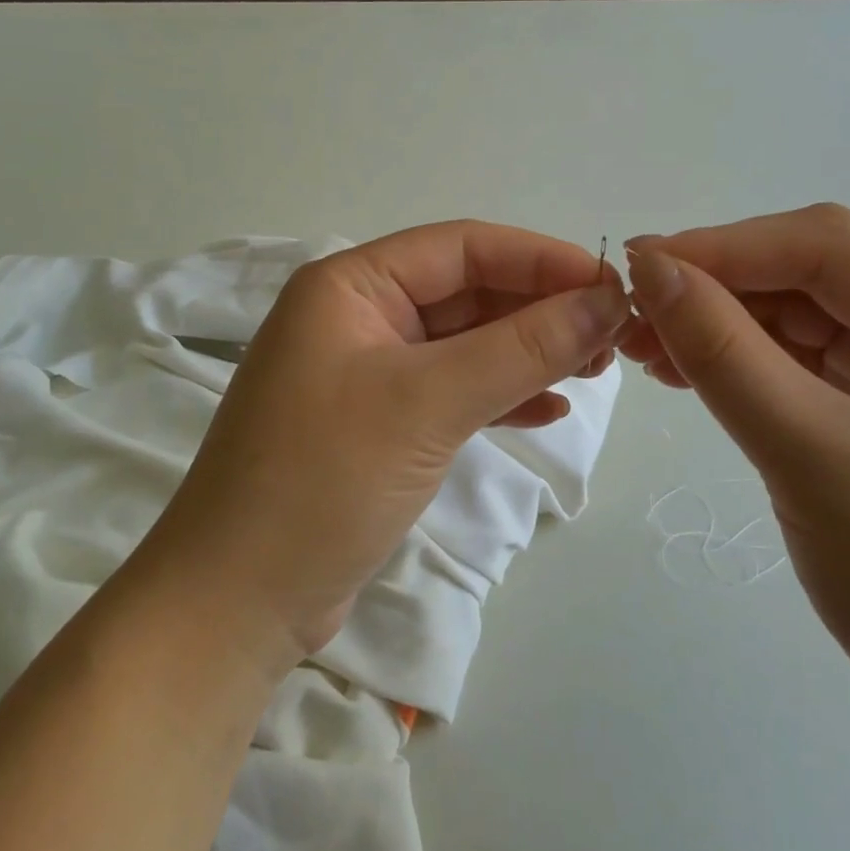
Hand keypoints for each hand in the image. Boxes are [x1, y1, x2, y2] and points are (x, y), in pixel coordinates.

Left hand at [139, 221, 631, 668]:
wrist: (238, 602)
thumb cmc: (323, 479)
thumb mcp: (428, 402)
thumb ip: (521, 348)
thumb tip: (605, 301)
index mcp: (351, 285)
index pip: (461, 248)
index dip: (540, 259)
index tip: (611, 285)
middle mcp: (357, 316)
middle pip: (465, 292)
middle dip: (538, 310)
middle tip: (612, 336)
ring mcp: (366, 371)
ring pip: (463, 343)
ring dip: (526, 352)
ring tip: (593, 370)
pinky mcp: (378, 423)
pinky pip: (451, 389)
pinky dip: (499, 395)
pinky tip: (547, 409)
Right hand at [621, 204, 849, 747]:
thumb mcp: (805, 455)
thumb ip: (722, 352)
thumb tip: (649, 268)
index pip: (830, 248)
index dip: (726, 246)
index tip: (638, 265)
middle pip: (815, 274)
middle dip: (719, 286)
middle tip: (633, 313)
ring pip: (802, 313)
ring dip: (722, 322)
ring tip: (646, 347)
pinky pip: (806, 358)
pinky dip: (744, 358)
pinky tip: (688, 369)